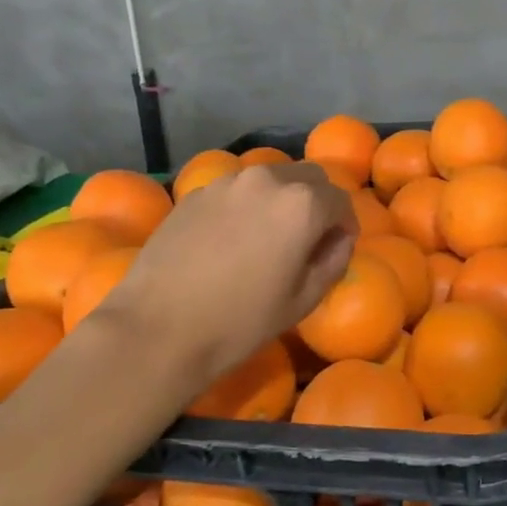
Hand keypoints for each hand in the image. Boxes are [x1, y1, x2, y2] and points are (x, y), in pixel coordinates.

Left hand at [85, 162, 355, 393]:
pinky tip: (234, 239)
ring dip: (281, 199)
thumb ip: (333, 260)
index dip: (346, 224)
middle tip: (310, 238)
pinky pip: (237, 190)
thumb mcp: (304, 299)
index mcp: (302, 204)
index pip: (341, 200)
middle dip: (318, 202)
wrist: (159, 328)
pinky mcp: (196, 193)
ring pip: (270, 179)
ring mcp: (227, 182)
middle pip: (308, 177)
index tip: (339, 247)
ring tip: (270, 236)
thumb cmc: (241, 321)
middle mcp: (267, 179)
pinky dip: (248, 205)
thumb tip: (338, 240)